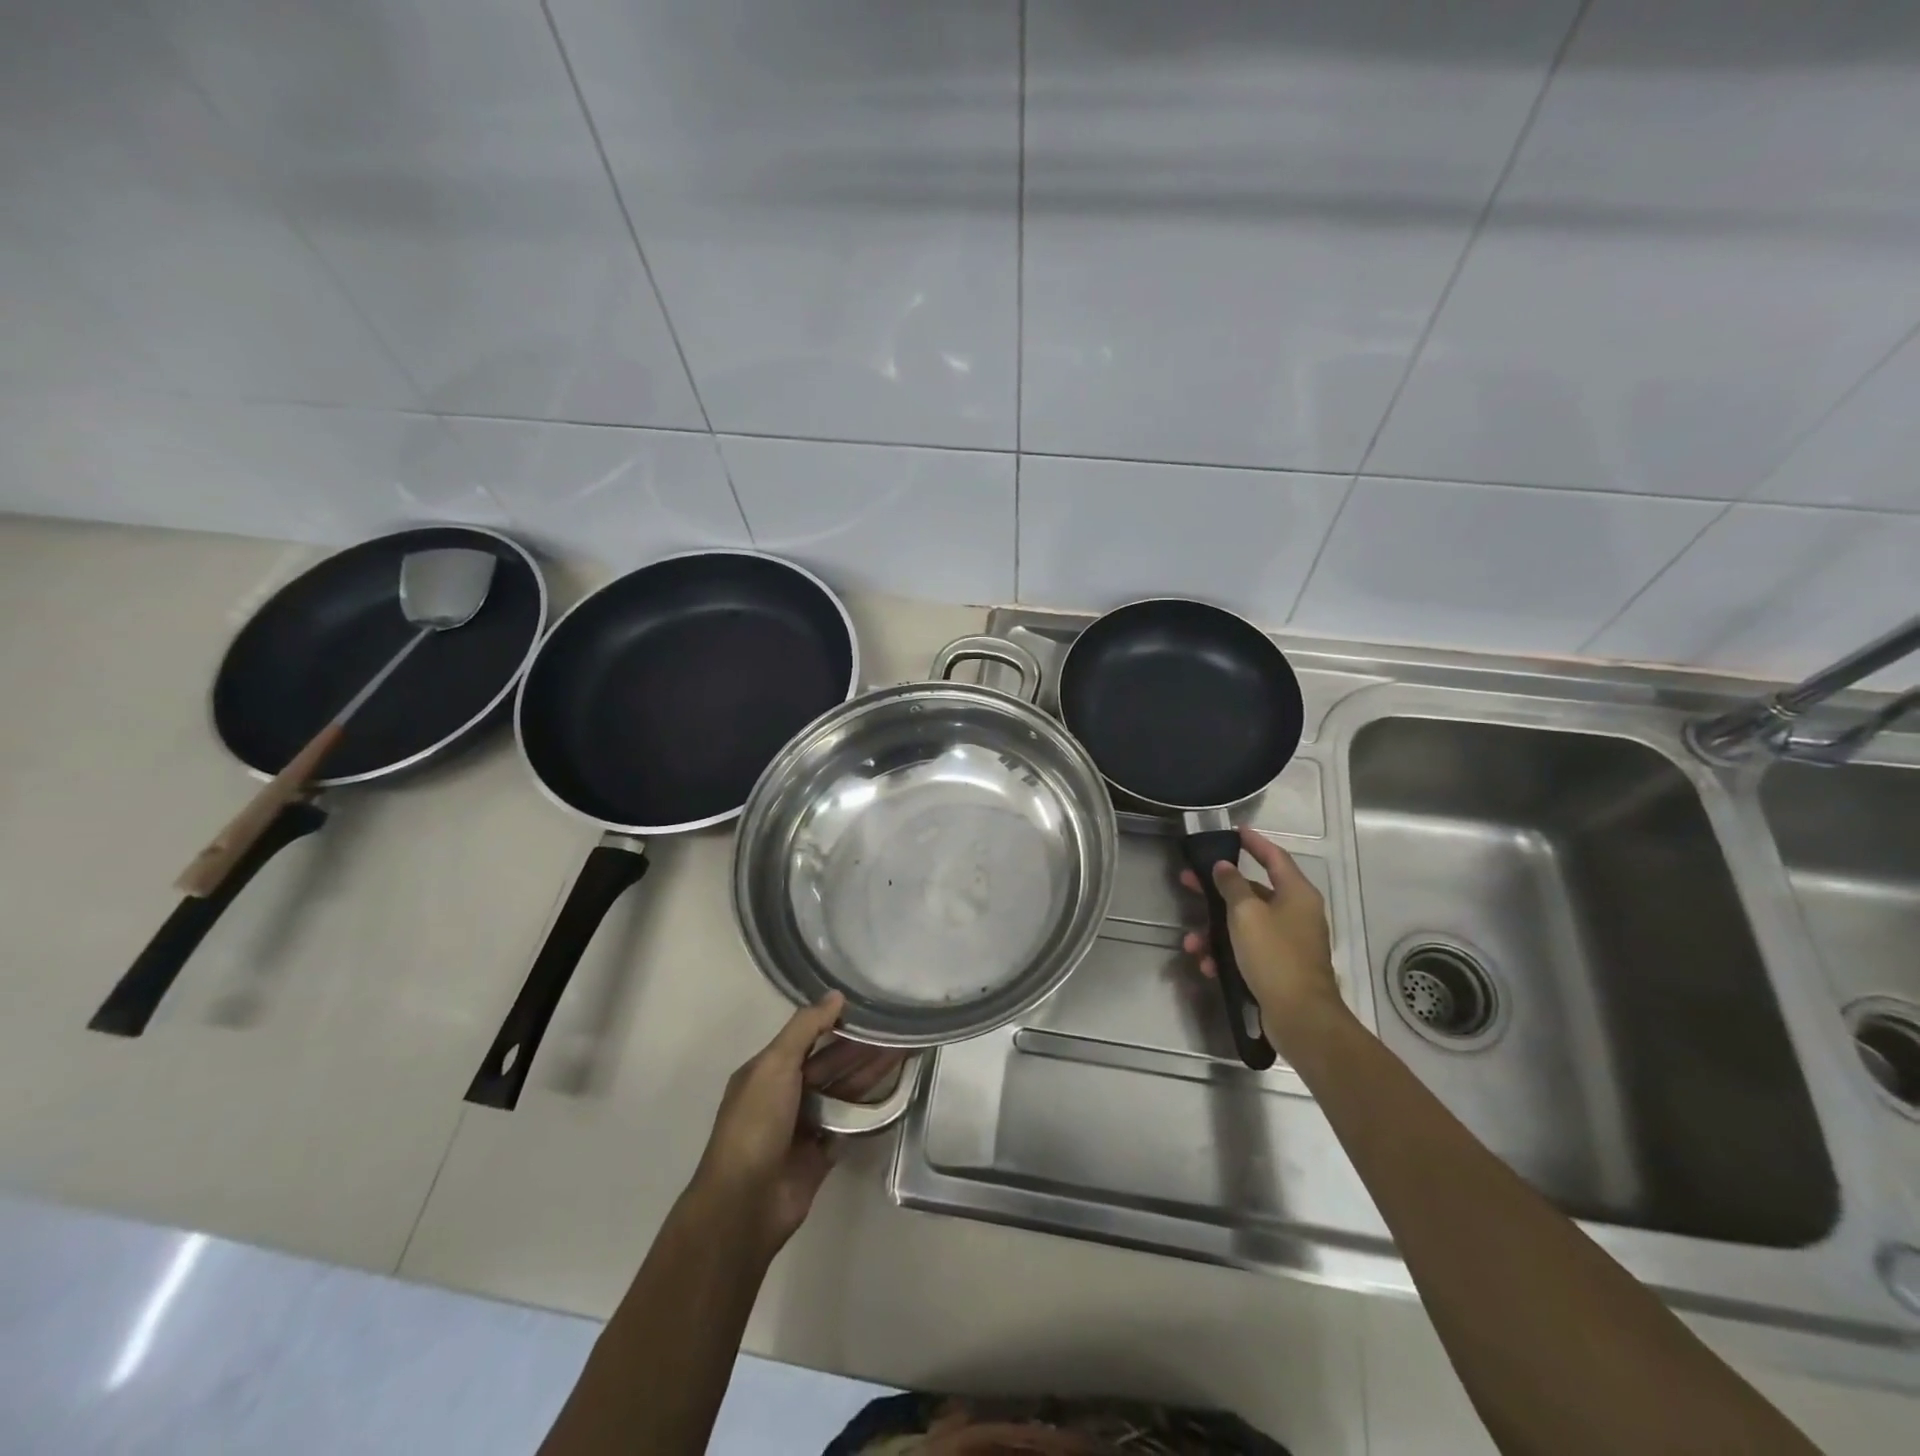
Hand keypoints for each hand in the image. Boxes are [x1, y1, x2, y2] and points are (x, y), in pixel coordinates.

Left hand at [688, 993, 905, 1258]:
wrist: (745, 1204)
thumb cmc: (755, 1124)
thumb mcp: (774, 1065)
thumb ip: (805, 1028)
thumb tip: (836, 995)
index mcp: (769, 1070)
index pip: (808, 1037)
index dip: (837, 1022)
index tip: (871, 1006)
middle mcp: (787, 1093)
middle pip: (832, 1063)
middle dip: (863, 1046)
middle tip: (900, 1028)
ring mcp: (806, 1124)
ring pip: (845, 1090)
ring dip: (872, 1072)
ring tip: (906, 1051)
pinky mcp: (822, 1152)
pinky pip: (851, 1123)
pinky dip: (871, 1109)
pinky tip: (898, 1091)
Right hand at [1180, 827, 1341, 1031]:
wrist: (1300, 1017)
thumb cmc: (1274, 956)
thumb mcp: (1246, 914)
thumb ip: (1232, 885)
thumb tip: (1224, 867)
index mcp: (1297, 894)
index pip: (1275, 857)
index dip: (1254, 842)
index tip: (1234, 831)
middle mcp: (1296, 913)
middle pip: (1253, 891)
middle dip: (1218, 890)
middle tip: (1188, 881)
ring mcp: (1288, 942)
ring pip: (1244, 925)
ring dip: (1215, 931)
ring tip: (1191, 943)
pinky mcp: (1279, 967)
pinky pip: (1247, 950)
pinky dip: (1226, 955)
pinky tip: (1207, 966)